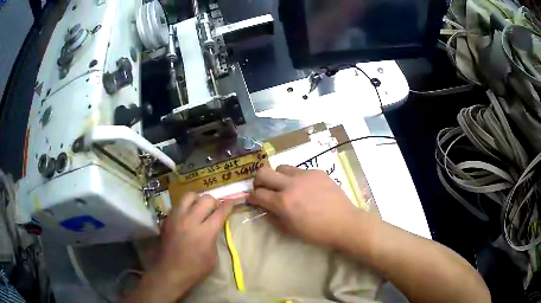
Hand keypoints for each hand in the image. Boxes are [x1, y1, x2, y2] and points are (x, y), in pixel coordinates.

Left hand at [153, 193, 232, 299]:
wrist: (171, 272)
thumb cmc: (196, 269)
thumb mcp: (213, 256)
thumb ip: (214, 237)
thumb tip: (214, 227)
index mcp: (205, 232)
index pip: (220, 212)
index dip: (228, 206)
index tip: (231, 203)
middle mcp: (190, 220)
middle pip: (205, 199)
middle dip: (213, 202)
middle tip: (214, 209)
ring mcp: (177, 218)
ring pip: (188, 196)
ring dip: (197, 199)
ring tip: (199, 208)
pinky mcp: (167, 219)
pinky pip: (178, 205)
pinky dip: (185, 208)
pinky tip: (186, 217)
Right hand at [248, 165, 364, 248]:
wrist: (344, 223)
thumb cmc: (317, 233)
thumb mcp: (290, 230)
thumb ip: (273, 217)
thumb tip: (264, 208)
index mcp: (283, 202)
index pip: (257, 194)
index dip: (252, 197)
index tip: (253, 200)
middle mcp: (291, 184)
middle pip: (263, 172)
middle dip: (258, 181)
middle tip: (263, 189)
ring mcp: (305, 175)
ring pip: (281, 167)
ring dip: (277, 177)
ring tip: (285, 187)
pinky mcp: (317, 171)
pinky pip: (299, 171)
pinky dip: (296, 178)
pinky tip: (305, 188)